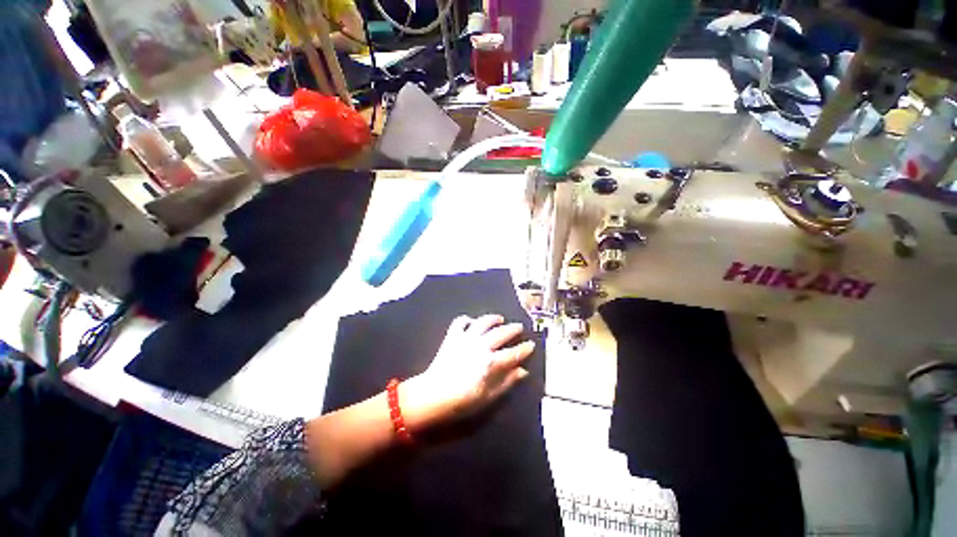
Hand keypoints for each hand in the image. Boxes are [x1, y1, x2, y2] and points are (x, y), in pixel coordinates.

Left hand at [400, 314, 535, 431]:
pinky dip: (467, 320)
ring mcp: (466, 338)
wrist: (432, 395)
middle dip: (512, 329)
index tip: (531, 345)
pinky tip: (471, 321)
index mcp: (491, 362)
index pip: (513, 353)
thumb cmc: (462, 401)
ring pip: (483, 322)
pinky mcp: (452, 336)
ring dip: (493, 318)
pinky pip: (460, 322)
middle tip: (519, 327)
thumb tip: (522, 371)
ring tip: (500, 318)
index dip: (524, 349)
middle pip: (501, 333)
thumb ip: (507, 382)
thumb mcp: (489, 397)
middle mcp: (481, 345)